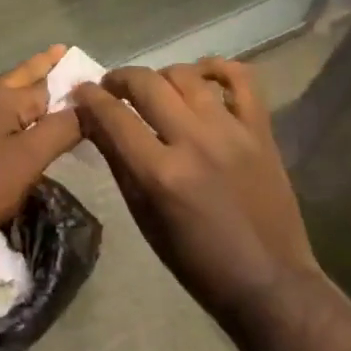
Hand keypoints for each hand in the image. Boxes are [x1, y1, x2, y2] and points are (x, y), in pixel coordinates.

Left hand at [0, 45, 83, 249]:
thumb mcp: (26, 160)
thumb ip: (59, 130)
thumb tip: (90, 103)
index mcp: (4, 97)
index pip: (48, 80)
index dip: (71, 75)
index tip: (96, 70)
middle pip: (22, 77)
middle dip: (44, 68)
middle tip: (66, 54)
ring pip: (8, 95)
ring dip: (30, 89)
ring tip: (51, 89)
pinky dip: (16, 111)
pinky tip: (21, 124)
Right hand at [73, 57, 318, 315]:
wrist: (270, 282)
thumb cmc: (196, 260)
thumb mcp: (144, 217)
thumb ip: (119, 162)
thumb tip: (93, 122)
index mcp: (161, 174)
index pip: (113, 116)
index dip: (89, 97)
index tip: (80, 90)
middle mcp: (194, 142)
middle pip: (146, 84)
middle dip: (119, 78)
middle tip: (111, 88)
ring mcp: (232, 132)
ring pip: (186, 75)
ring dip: (161, 76)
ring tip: (155, 88)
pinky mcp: (261, 131)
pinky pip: (242, 79)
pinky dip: (218, 68)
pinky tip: (201, 75)